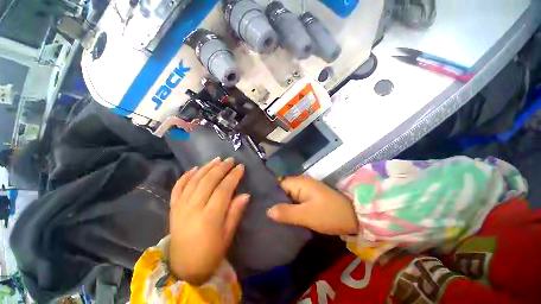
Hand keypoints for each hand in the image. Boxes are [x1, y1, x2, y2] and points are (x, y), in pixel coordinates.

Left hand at [169, 157, 249, 285]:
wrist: (183, 268)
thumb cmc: (210, 253)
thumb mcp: (227, 236)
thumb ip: (235, 213)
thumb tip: (245, 194)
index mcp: (209, 217)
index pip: (223, 189)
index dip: (233, 176)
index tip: (241, 167)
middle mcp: (193, 208)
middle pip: (208, 181)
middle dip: (221, 168)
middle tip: (230, 160)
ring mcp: (180, 207)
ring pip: (194, 180)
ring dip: (206, 167)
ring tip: (217, 159)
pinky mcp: (173, 208)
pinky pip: (178, 187)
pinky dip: (186, 176)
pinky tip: (194, 168)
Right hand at [267, 176, 358, 235]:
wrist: (355, 216)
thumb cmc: (330, 214)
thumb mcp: (307, 215)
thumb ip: (287, 212)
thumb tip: (268, 210)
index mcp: (300, 182)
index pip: (278, 184)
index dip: (270, 194)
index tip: (261, 205)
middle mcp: (301, 182)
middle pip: (283, 190)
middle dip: (275, 201)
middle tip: (265, 213)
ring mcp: (307, 189)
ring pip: (289, 195)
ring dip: (283, 205)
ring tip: (272, 216)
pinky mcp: (311, 196)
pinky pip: (296, 200)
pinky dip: (291, 207)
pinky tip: (285, 216)